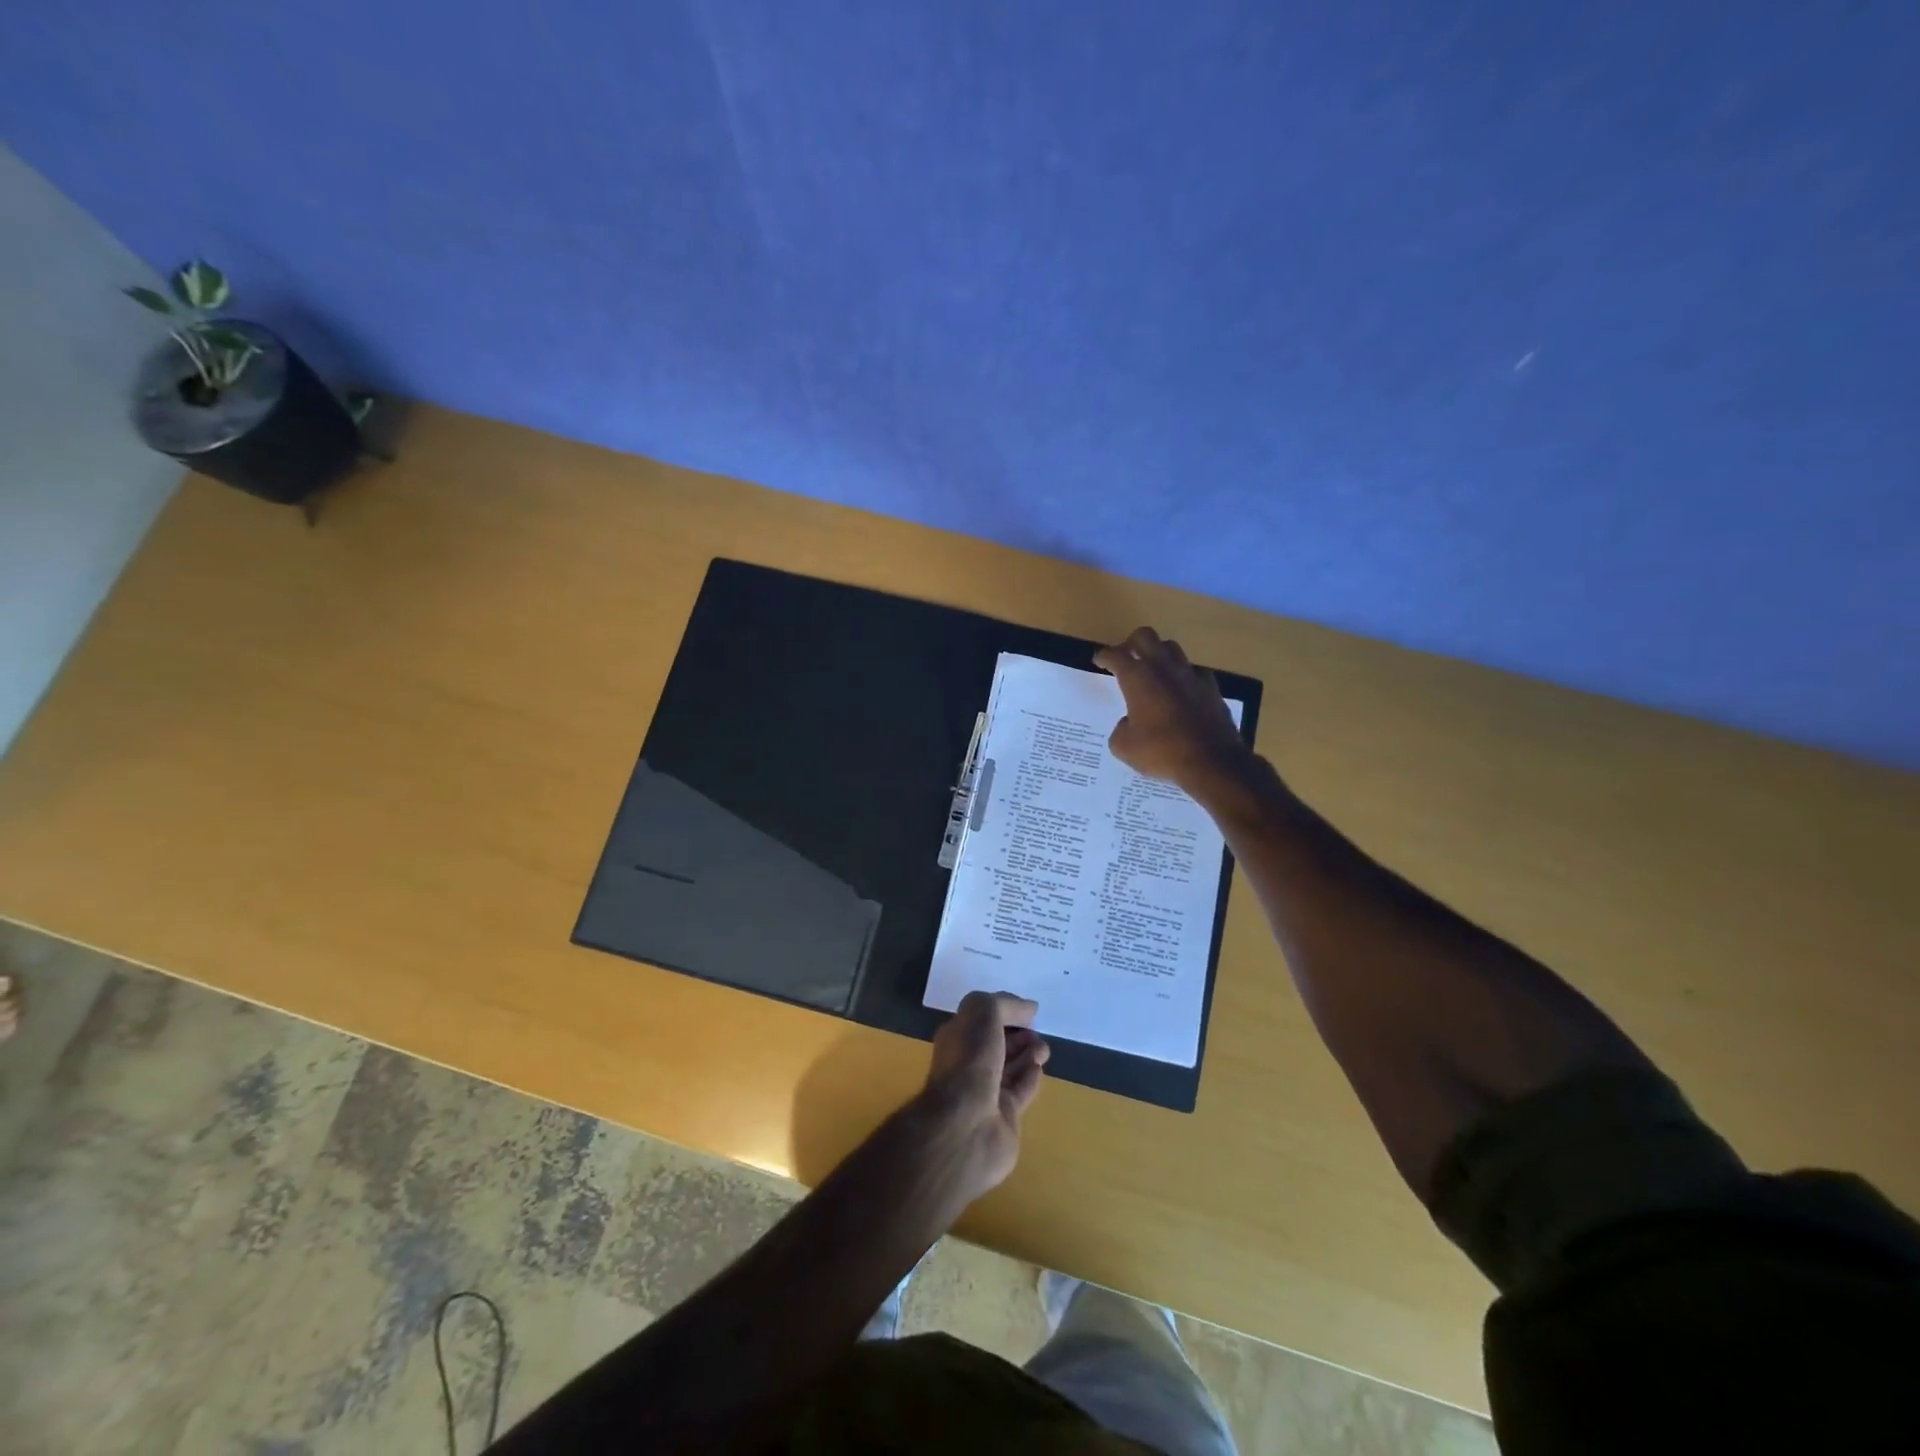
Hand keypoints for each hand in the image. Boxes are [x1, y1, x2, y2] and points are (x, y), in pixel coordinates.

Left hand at [919, 992, 1049, 1196]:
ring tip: (1043, 1049)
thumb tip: (1029, 1008)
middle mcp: (968, 1064)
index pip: (982, 1020)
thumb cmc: (970, 1061)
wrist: (966, 1125)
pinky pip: (1020, 1091)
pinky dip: (1031, 1078)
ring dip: (1029, 1054)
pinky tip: (1039, 1069)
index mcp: (957, 1038)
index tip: (1028, 1012)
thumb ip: (1006, 1004)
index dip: (1005, 1012)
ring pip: (1012, 1067)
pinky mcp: (1004, 1117)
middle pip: (998, 1044)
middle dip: (1019, 1034)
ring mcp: (986, 1093)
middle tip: (1036, 1033)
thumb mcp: (982, 1013)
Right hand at [1094, 627, 1252, 791]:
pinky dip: (1184, 676)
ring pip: (1172, 648)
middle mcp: (1163, 668)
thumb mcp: (1124, 747)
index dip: (1104, 656)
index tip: (1099, 660)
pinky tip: (1182, 690)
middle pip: (1145, 636)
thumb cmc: (1161, 751)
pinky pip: (1195, 672)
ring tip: (1154, 670)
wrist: (1211, 762)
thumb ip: (1120, 729)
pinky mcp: (1211, 688)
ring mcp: (1190, 675)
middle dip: (1132, 643)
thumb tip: (1128, 724)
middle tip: (1126, 657)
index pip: (1115, 655)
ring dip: (1159, 654)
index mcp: (1137, 678)